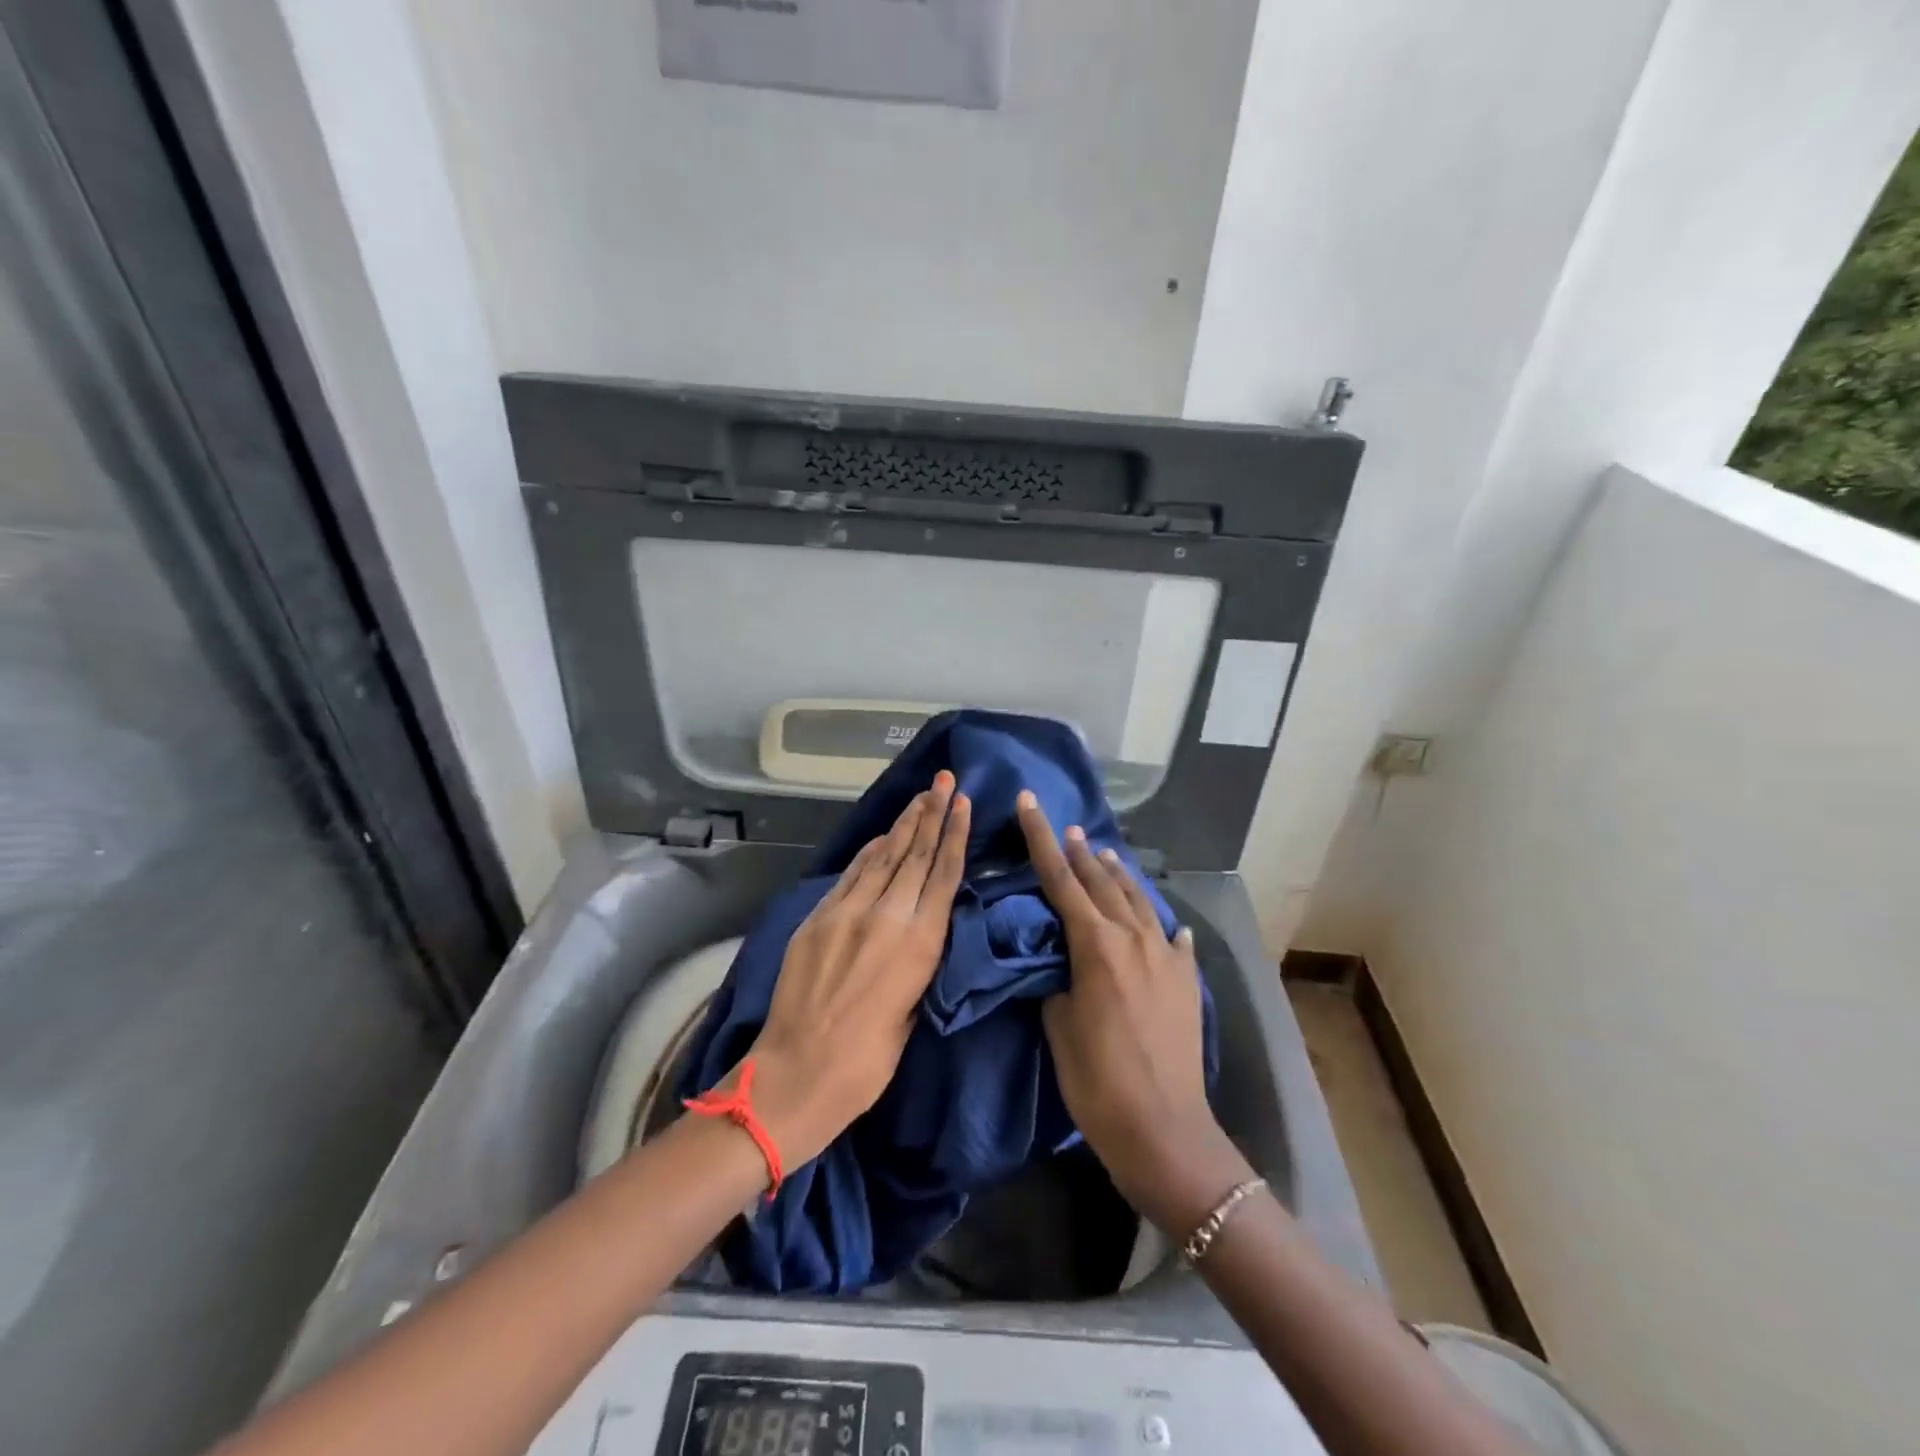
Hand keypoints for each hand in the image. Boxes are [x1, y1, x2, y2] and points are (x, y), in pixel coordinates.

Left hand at [745, 772, 970, 1170]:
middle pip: (916, 854)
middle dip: (933, 814)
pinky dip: (870, 852)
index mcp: (920, 945)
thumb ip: (918, 964)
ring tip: (921, 796)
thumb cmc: (866, 1063)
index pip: (944, 875)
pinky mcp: (818, 918)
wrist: (795, 1074)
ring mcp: (848, 912)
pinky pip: (852, 874)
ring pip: (884, 856)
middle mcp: (887, 917)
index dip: (955, 835)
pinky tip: (882, 836)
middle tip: (945, 781)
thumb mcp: (911, 1014)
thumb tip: (918, 933)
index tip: (963, 803)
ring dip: (904, 824)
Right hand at [1016, 791, 1252, 1233]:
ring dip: (1117, 875)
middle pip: (1101, 882)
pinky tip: (1162, 922)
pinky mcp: (1186, 980)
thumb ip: (1057, 982)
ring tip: (1104, 854)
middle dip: (1080, 851)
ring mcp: (1166, 957)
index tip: (1029, 803)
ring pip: (1138, 900)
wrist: (1164, 1129)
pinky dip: (1159, 923)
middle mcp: (1134, 938)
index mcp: (1096, 944)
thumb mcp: (1058, 1026)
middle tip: (1065, 825)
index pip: (1060, 879)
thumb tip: (1061, 965)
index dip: (1041, 839)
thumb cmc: (1098, 1081)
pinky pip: (1171, 938)